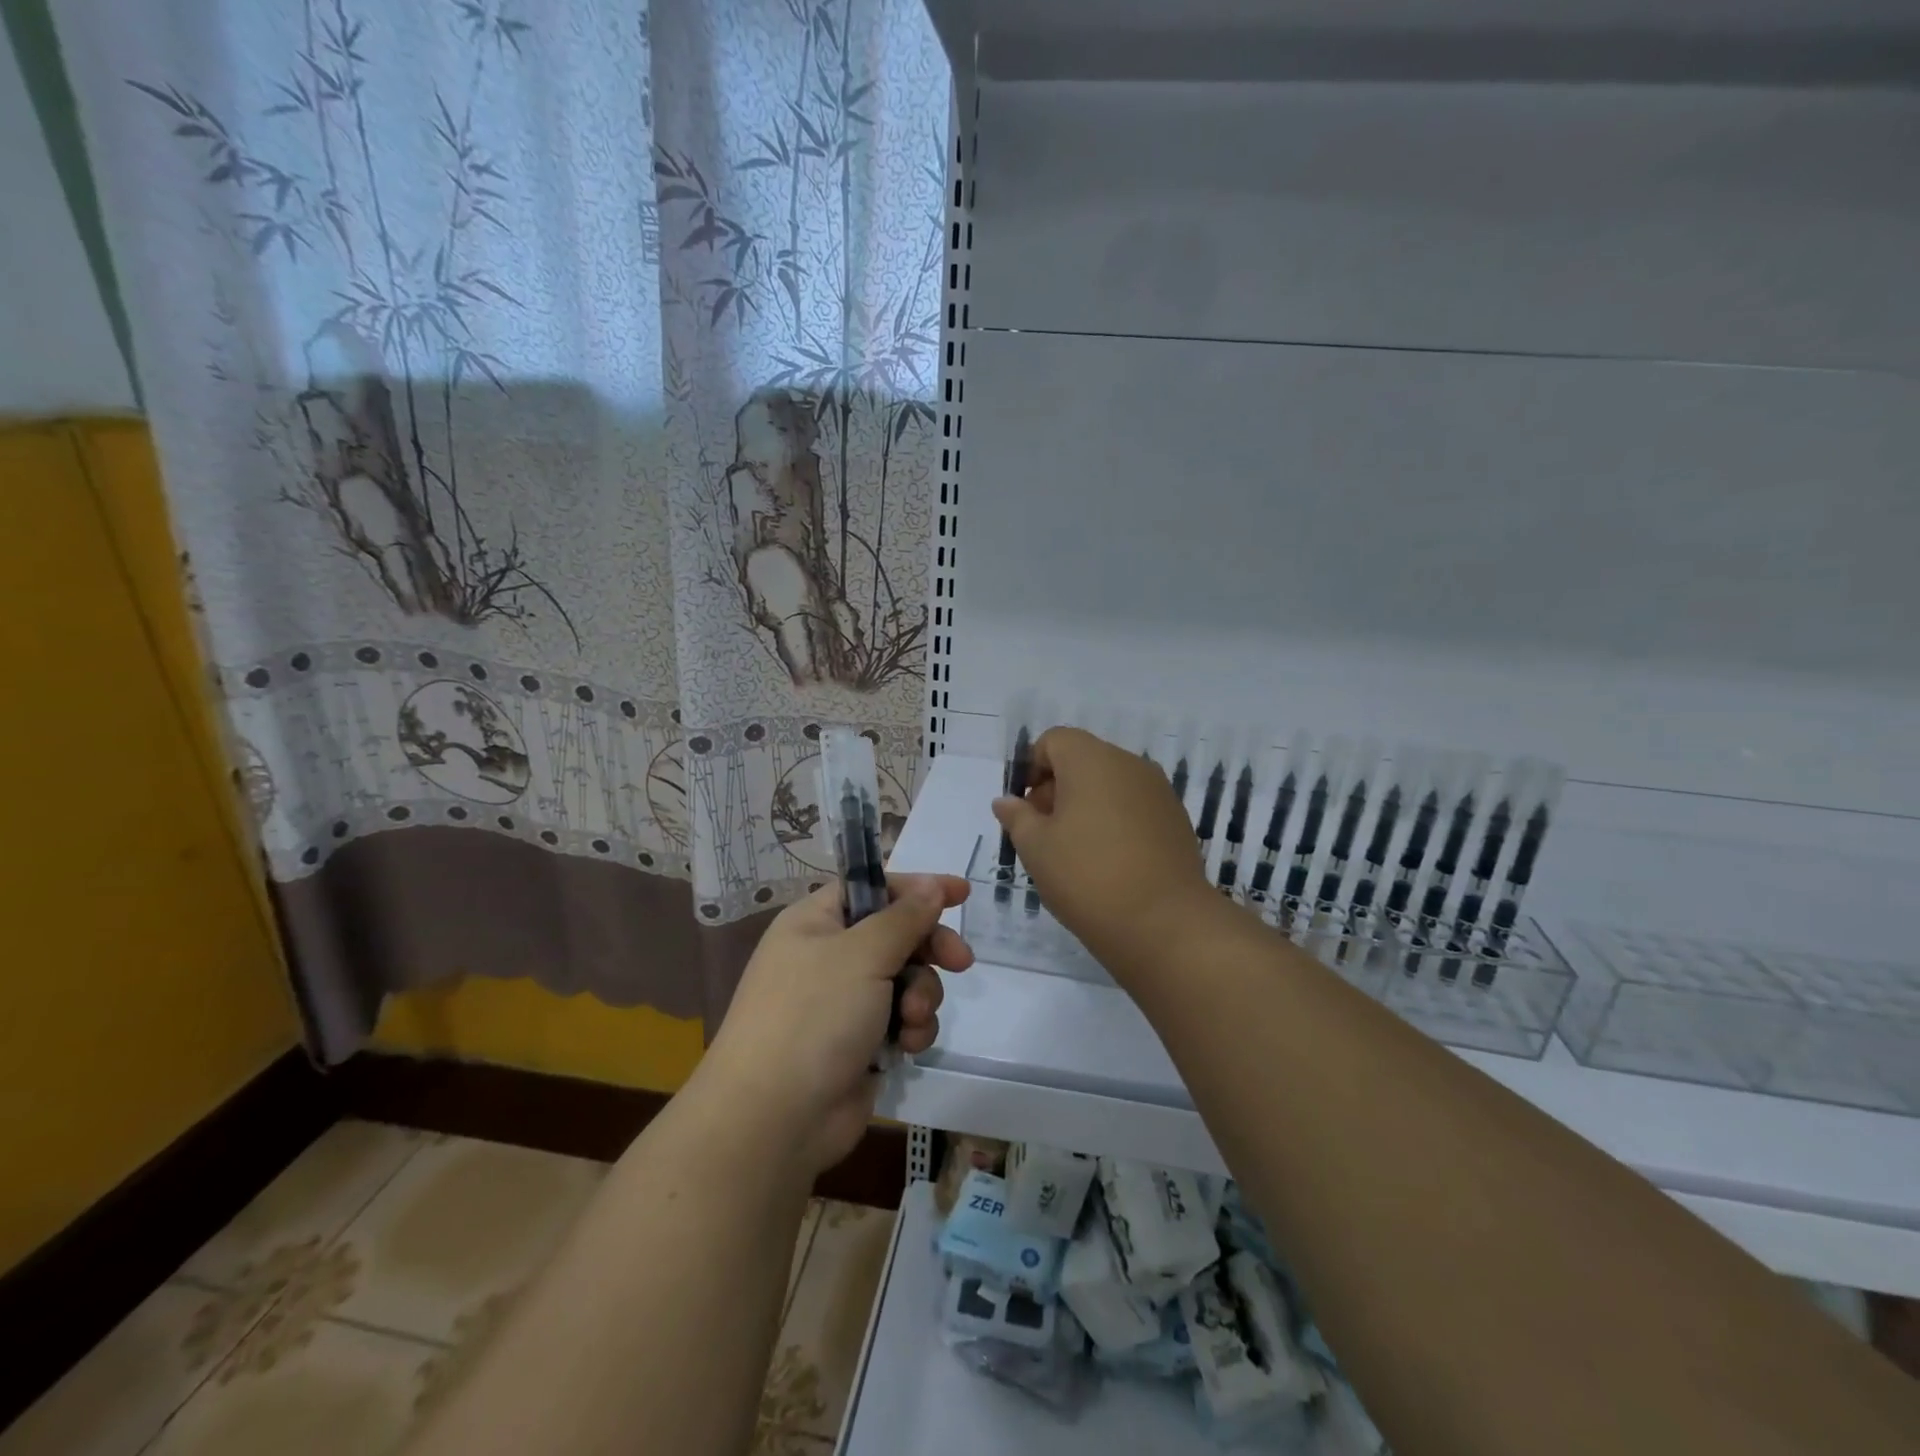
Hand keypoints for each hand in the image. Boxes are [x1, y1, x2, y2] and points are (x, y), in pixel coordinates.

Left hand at [700, 874, 972, 1176]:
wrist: (775, 1119)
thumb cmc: (814, 1016)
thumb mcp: (863, 954)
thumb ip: (904, 917)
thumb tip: (931, 886)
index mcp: (815, 923)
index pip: (873, 889)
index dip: (916, 888)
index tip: (961, 893)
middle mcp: (828, 956)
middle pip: (896, 934)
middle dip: (930, 949)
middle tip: (961, 961)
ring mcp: (843, 1003)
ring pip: (906, 980)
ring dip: (921, 995)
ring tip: (911, 1018)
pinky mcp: (859, 1043)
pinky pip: (901, 1019)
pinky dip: (910, 1029)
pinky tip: (906, 1046)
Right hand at [991, 727, 1217, 982]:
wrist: (1165, 924)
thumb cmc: (1087, 877)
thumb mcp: (1036, 848)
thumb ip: (1018, 817)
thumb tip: (1007, 800)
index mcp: (1091, 760)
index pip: (1054, 741)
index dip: (1031, 768)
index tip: (1025, 809)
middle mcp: (1129, 764)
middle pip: (1083, 760)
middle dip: (1057, 788)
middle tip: (1043, 834)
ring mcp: (1158, 791)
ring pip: (1110, 784)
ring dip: (1086, 806)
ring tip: (1074, 852)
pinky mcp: (1176, 819)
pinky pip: (1134, 806)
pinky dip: (1115, 822)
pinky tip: (1108, 862)